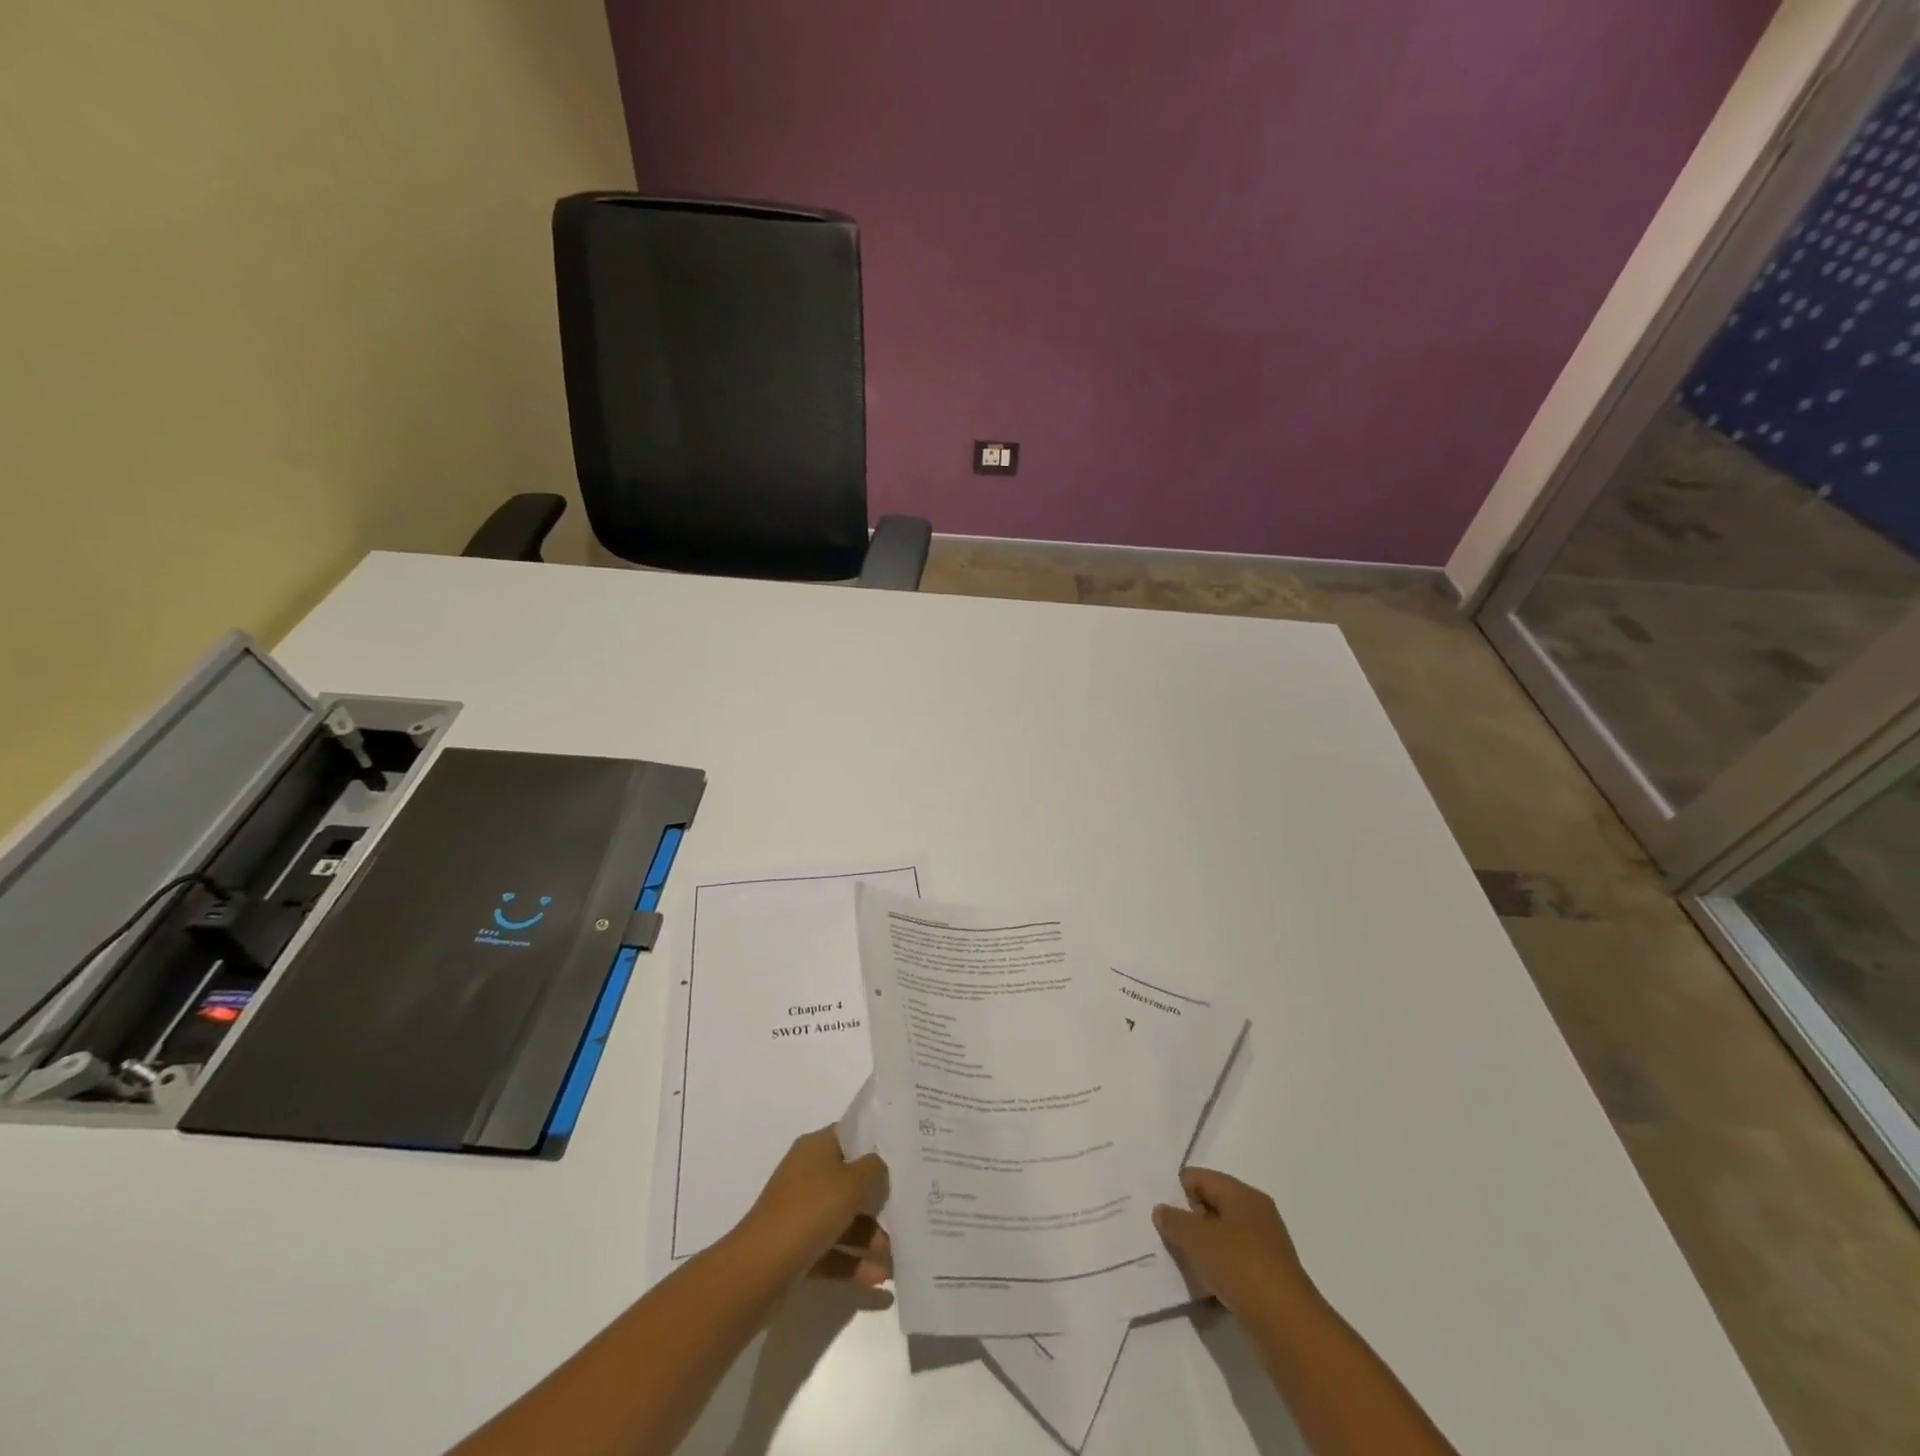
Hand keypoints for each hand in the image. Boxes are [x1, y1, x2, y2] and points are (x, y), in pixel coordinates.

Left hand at [736, 1127, 890, 1287]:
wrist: (759, 1270)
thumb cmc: (809, 1212)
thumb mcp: (852, 1183)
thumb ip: (874, 1169)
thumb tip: (880, 1167)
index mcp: (816, 1148)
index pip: (852, 1136)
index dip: (877, 1144)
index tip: (906, 1156)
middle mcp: (808, 1175)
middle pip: (851, 1181)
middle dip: (880, 1199)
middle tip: (912, 1209)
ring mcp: (801, 1213)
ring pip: (844, 1220)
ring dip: (872, 1237)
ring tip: (900, 1257)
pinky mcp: (798, 1249)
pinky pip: (834, 1251)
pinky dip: (856, 1263)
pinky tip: (882, 1281)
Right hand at [1154, 1167, 1311, 1315]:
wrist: (1287, 1327)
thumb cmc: (1240, 1267)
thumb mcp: (1198, 1239)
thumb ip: (1175, 1221)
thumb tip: (1162, 1210)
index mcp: (1242, 1195)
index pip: (1200, 1178)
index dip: (1178, 1192)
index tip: (1162, 1214)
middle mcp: (1256, 1215)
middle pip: (1211, 1207)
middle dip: (1189, 1222)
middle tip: (1169, 1240)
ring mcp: (1264, 1249)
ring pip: (1221, 1240)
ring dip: (1202, 1251)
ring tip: (1183, 1267)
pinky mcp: (1266, 1279)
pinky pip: (1232, 1267)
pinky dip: (1217, 1274)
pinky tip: (1203, 1291)